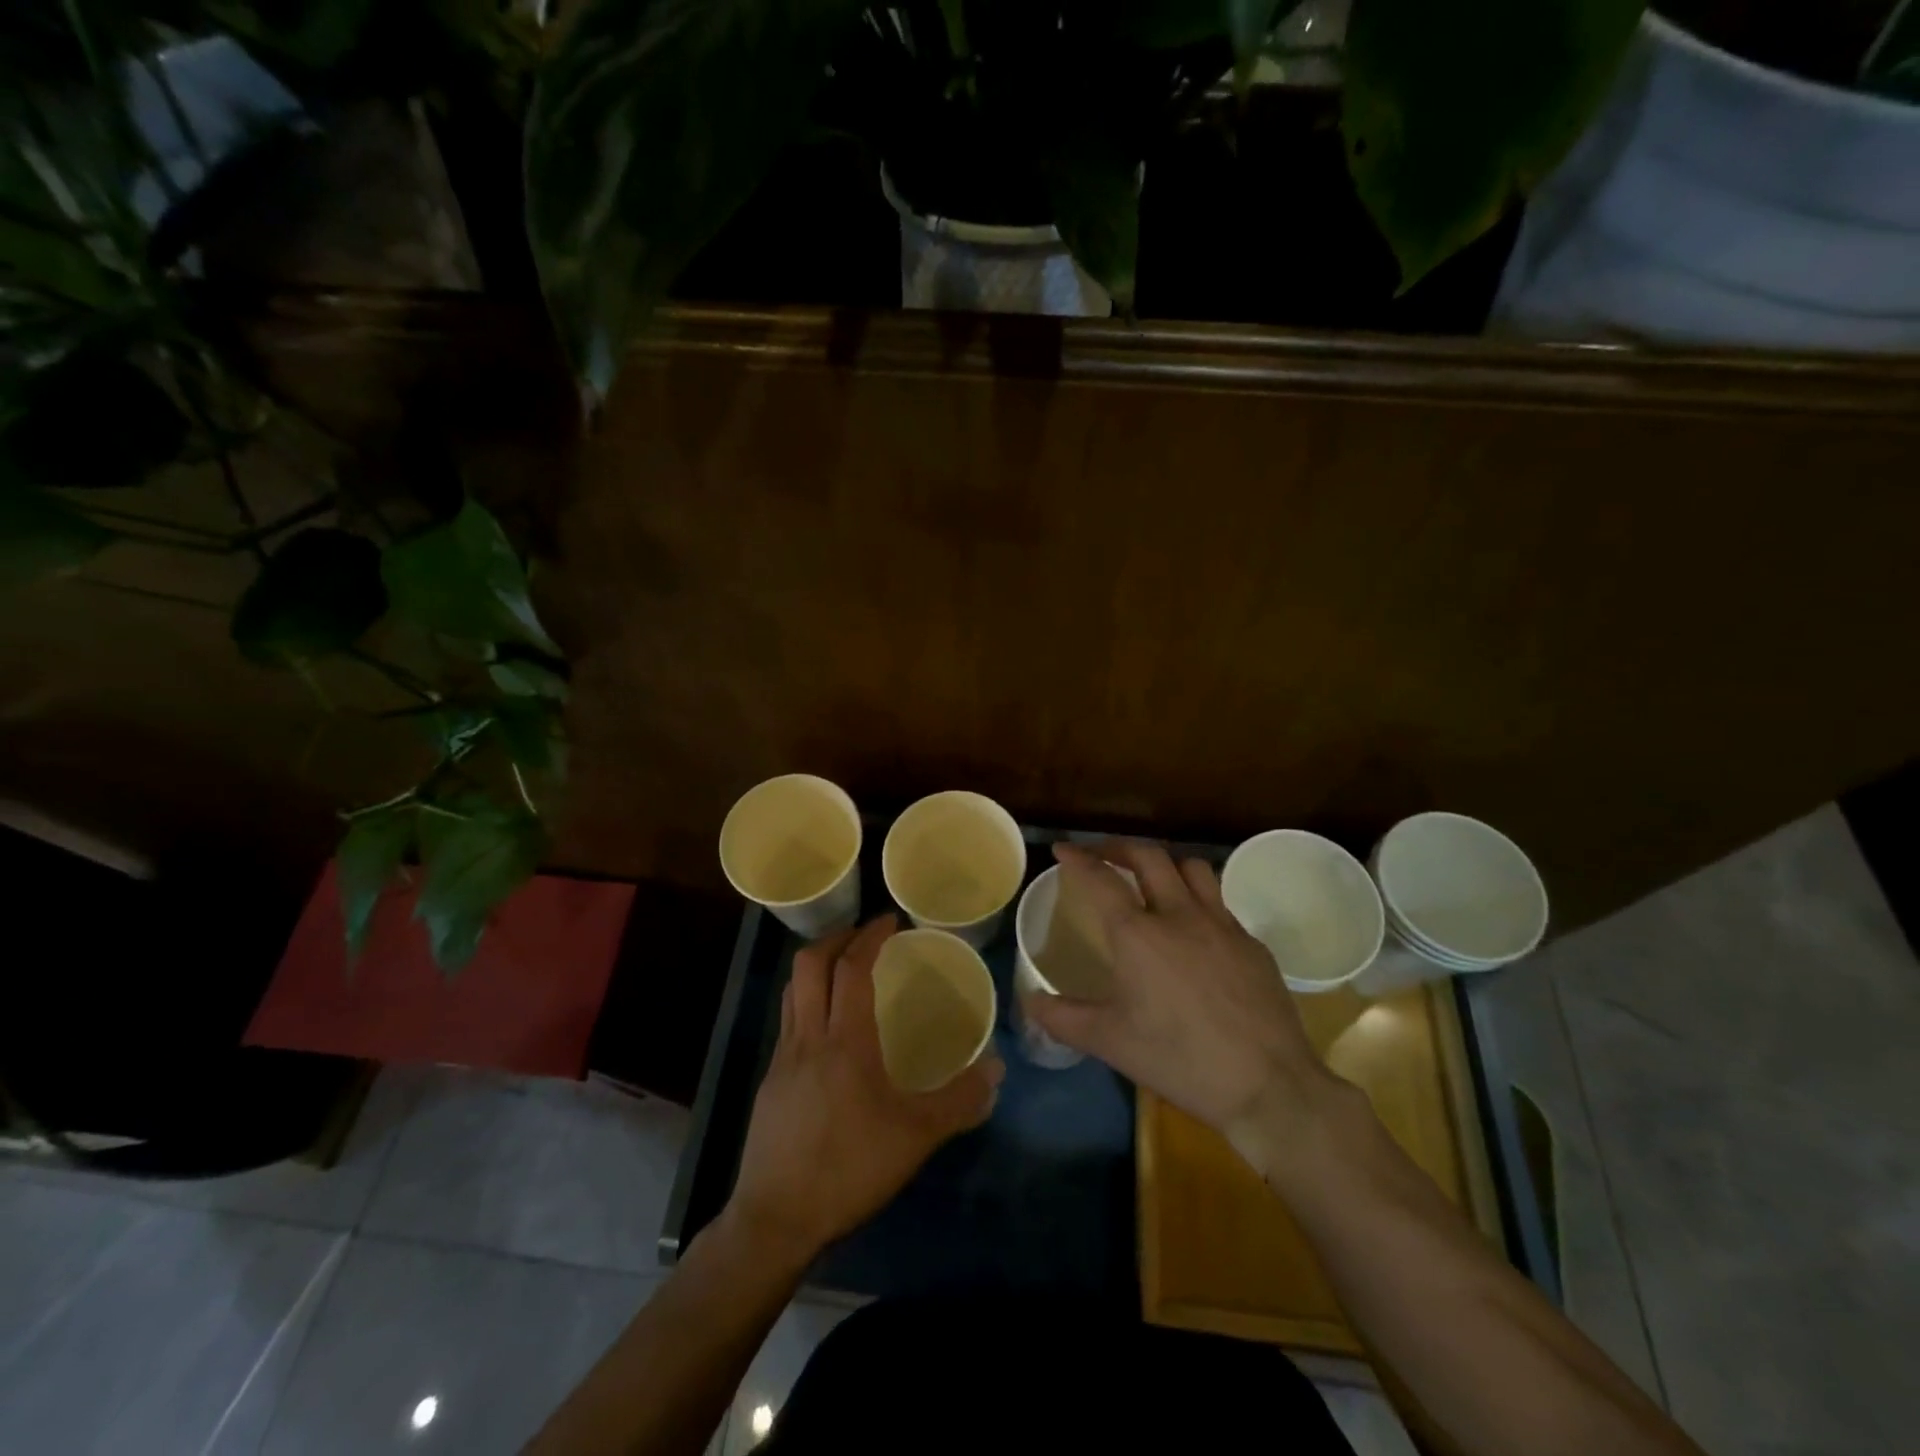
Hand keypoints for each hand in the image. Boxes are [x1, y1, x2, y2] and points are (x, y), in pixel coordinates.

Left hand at [727, 914, 1003, 1265]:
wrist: (775, 1219)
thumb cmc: (847, 1168)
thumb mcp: (915, 1138)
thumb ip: (958, 1101)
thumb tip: (996, 1070)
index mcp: (844, 1041)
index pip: (851, 968)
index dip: (869, 936)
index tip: (889, 920)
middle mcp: (807, 1037)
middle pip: (809, 965)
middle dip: (836, 939)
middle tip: (865, 936)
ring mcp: (782, 1059)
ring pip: (793, 991)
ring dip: (818, 968)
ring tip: (846, 971)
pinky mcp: (770, 1083)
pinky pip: (789, 1023)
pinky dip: (809, 1004)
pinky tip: (830, 1033)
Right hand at [1025, 841, 1338, 1158]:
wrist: (1269, 1085)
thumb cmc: (1180, 1060)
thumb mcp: (1111, 1043)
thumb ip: (1063, 1018)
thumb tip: (1031, 1000)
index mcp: (1139, 935)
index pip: (1101, 879)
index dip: (1078, 859)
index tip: (1062, 850)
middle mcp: (1180, 915)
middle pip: (1149, 857)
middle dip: (1119, 847)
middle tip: (1102, 856)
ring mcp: (1222, 925)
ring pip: (1192, 868)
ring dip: (1165, 864)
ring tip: (1151, 878)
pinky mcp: (1252, 944)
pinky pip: (1220, 903)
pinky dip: (1198, 900)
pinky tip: (1195, 929)